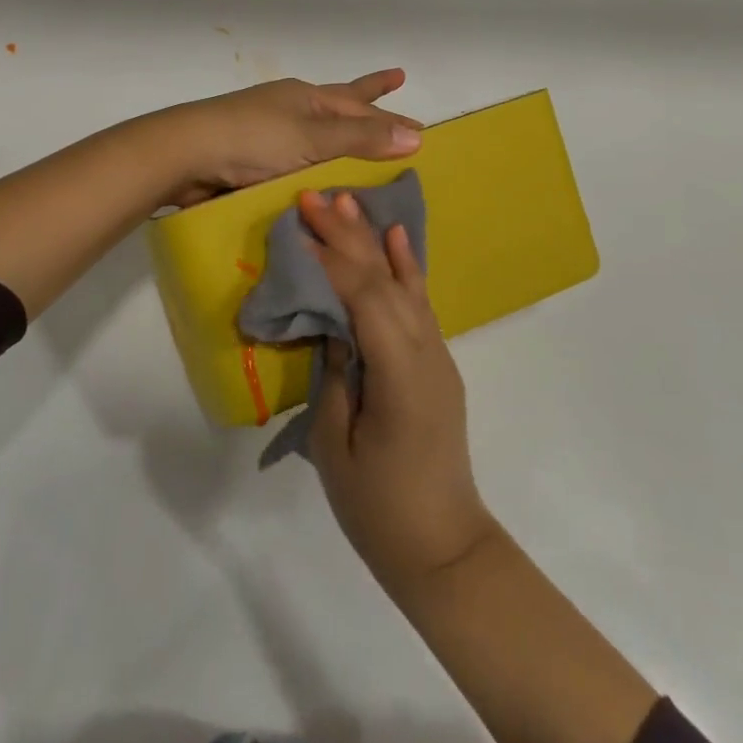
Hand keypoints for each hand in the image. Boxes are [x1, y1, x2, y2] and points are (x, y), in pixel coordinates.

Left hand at [160, 70, 422, 207]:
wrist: (183, 156)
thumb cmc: (252, 140)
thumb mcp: (312, 139)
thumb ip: (361, 140)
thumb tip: (417, 136)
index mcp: (306, 99)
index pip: (360, 104)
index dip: (390, 114)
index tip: (421, 124)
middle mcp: (290, 110)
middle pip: (339, 106)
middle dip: (369, 103)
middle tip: (396, 87)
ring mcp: (268, 133)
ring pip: (316, 134)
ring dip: (341, 136)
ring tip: (363, 140)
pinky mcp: (250, 159)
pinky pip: (295, 160)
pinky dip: (313, 165)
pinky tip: (320, 177)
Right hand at [299, 189, 499, 594]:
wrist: (442, 546)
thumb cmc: (379, 506)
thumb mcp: (336, 445)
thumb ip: (335, 373)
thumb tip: (330, 322)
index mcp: (400, 375)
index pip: (365, 298)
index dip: (331, 258)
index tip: (301, 223)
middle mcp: (426, 353)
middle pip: (384, 281)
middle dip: (347, 237)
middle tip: (314, 197)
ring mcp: (437, 355)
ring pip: (404, 284)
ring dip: (373, 241)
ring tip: (347, 202)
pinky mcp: (436, 363)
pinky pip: (419, 305)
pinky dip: (406, 267)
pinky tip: (396, 239)